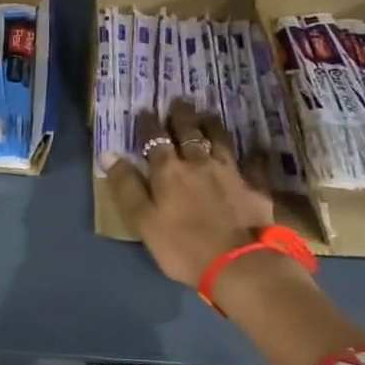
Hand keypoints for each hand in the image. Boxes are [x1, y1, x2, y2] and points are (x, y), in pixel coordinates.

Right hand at [106, 102, 276, 287]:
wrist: (239, 264)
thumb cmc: (183, 247)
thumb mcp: (143, 221)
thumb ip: (126, 186)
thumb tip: (109, 154)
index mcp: (168, 171)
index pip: (155, 140)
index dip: (149, 124)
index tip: (146, 110)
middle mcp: (199, 163)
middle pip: (189, 133)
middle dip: (182, 116)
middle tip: (180, 100)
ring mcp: (230, 173)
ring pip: (220, 141)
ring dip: (212, 126)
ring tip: (208, 114)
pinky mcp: (255, 188)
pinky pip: (253, 165)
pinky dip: (253, 156)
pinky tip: (255, 151)